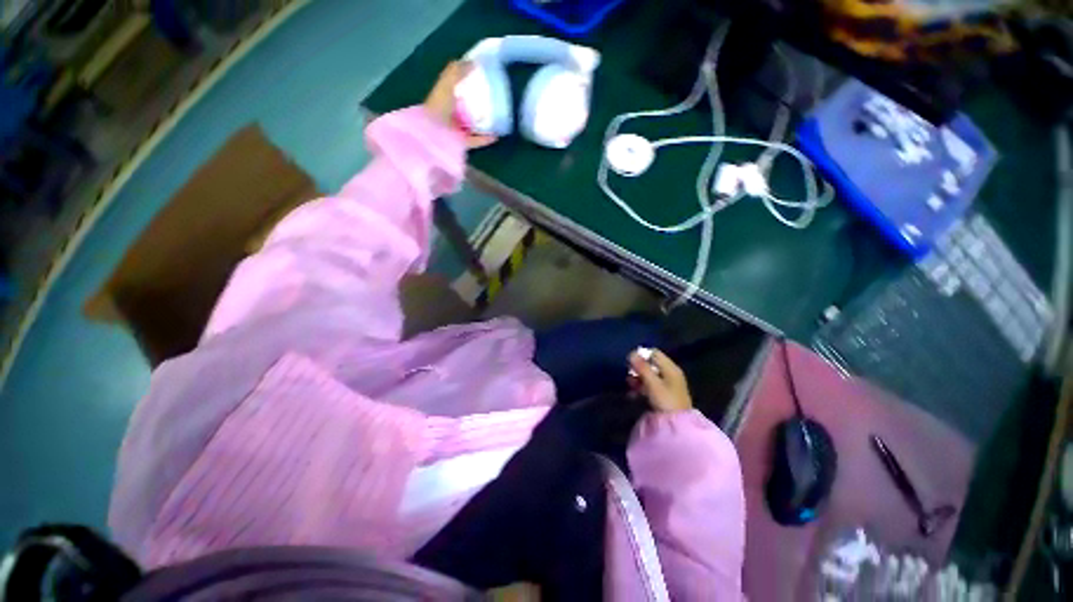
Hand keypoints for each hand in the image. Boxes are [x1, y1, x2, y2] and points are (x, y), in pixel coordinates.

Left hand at [424, 61, 496, 148]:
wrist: (432, 133)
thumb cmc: (438, 106)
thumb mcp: (446, 83)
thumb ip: (457, 72)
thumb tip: (473, 62)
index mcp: (445, 98)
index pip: (457, 88)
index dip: (468, 83)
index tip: (483, 79)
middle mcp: (450, 114)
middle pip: (466, 107)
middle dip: (478, 104)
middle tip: (494, 100)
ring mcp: (456, 130)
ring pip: (472, 125)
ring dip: (484, 123)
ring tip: (497, 118)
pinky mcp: (462, 143)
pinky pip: (476, 140)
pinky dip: (485, 139)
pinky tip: (496, 136)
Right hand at [629, 350, 692, 412]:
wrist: (677, 426)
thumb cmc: (666, 401)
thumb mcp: (652, 383)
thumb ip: (642, 368)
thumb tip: (631, 353)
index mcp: (671, 368)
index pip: (654, 353)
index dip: (642, 355)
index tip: (630, 362)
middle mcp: (670, 373)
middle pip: (651, 364)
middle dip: (638, 368)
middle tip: (629, 375)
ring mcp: (668, 384)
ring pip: (649, 375)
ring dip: (638, 378)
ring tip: (629, 385)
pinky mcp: (664, 394)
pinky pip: (650, 385)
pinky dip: (641, 386)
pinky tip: (633, 393)